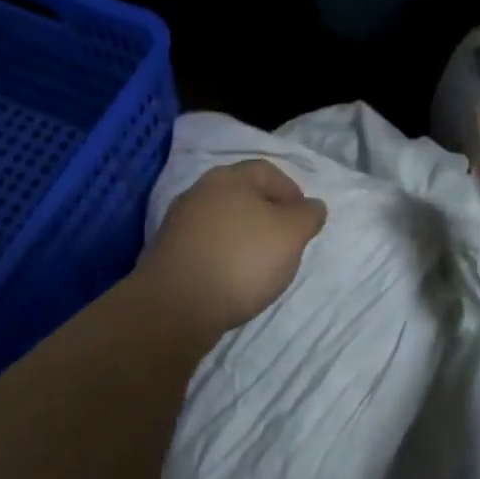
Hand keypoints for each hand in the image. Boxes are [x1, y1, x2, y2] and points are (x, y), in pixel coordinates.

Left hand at [139, 160, 326, 339]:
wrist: (174, 306)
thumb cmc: (241, 260)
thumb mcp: (291, 234)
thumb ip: (307, 215)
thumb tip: (312, 206)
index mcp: (229, 178)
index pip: (268, 171)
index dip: (291, 192)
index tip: (303, 221)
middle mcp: (200, 192)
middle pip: (243, 195)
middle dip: (267, 215)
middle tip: (285, 242)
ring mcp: (179, 223)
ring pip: (223, 222)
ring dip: (244, 237)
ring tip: (260, 266)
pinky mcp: (167, 254)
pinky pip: (205, 246)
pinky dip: (223, 257)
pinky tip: (231, 280)